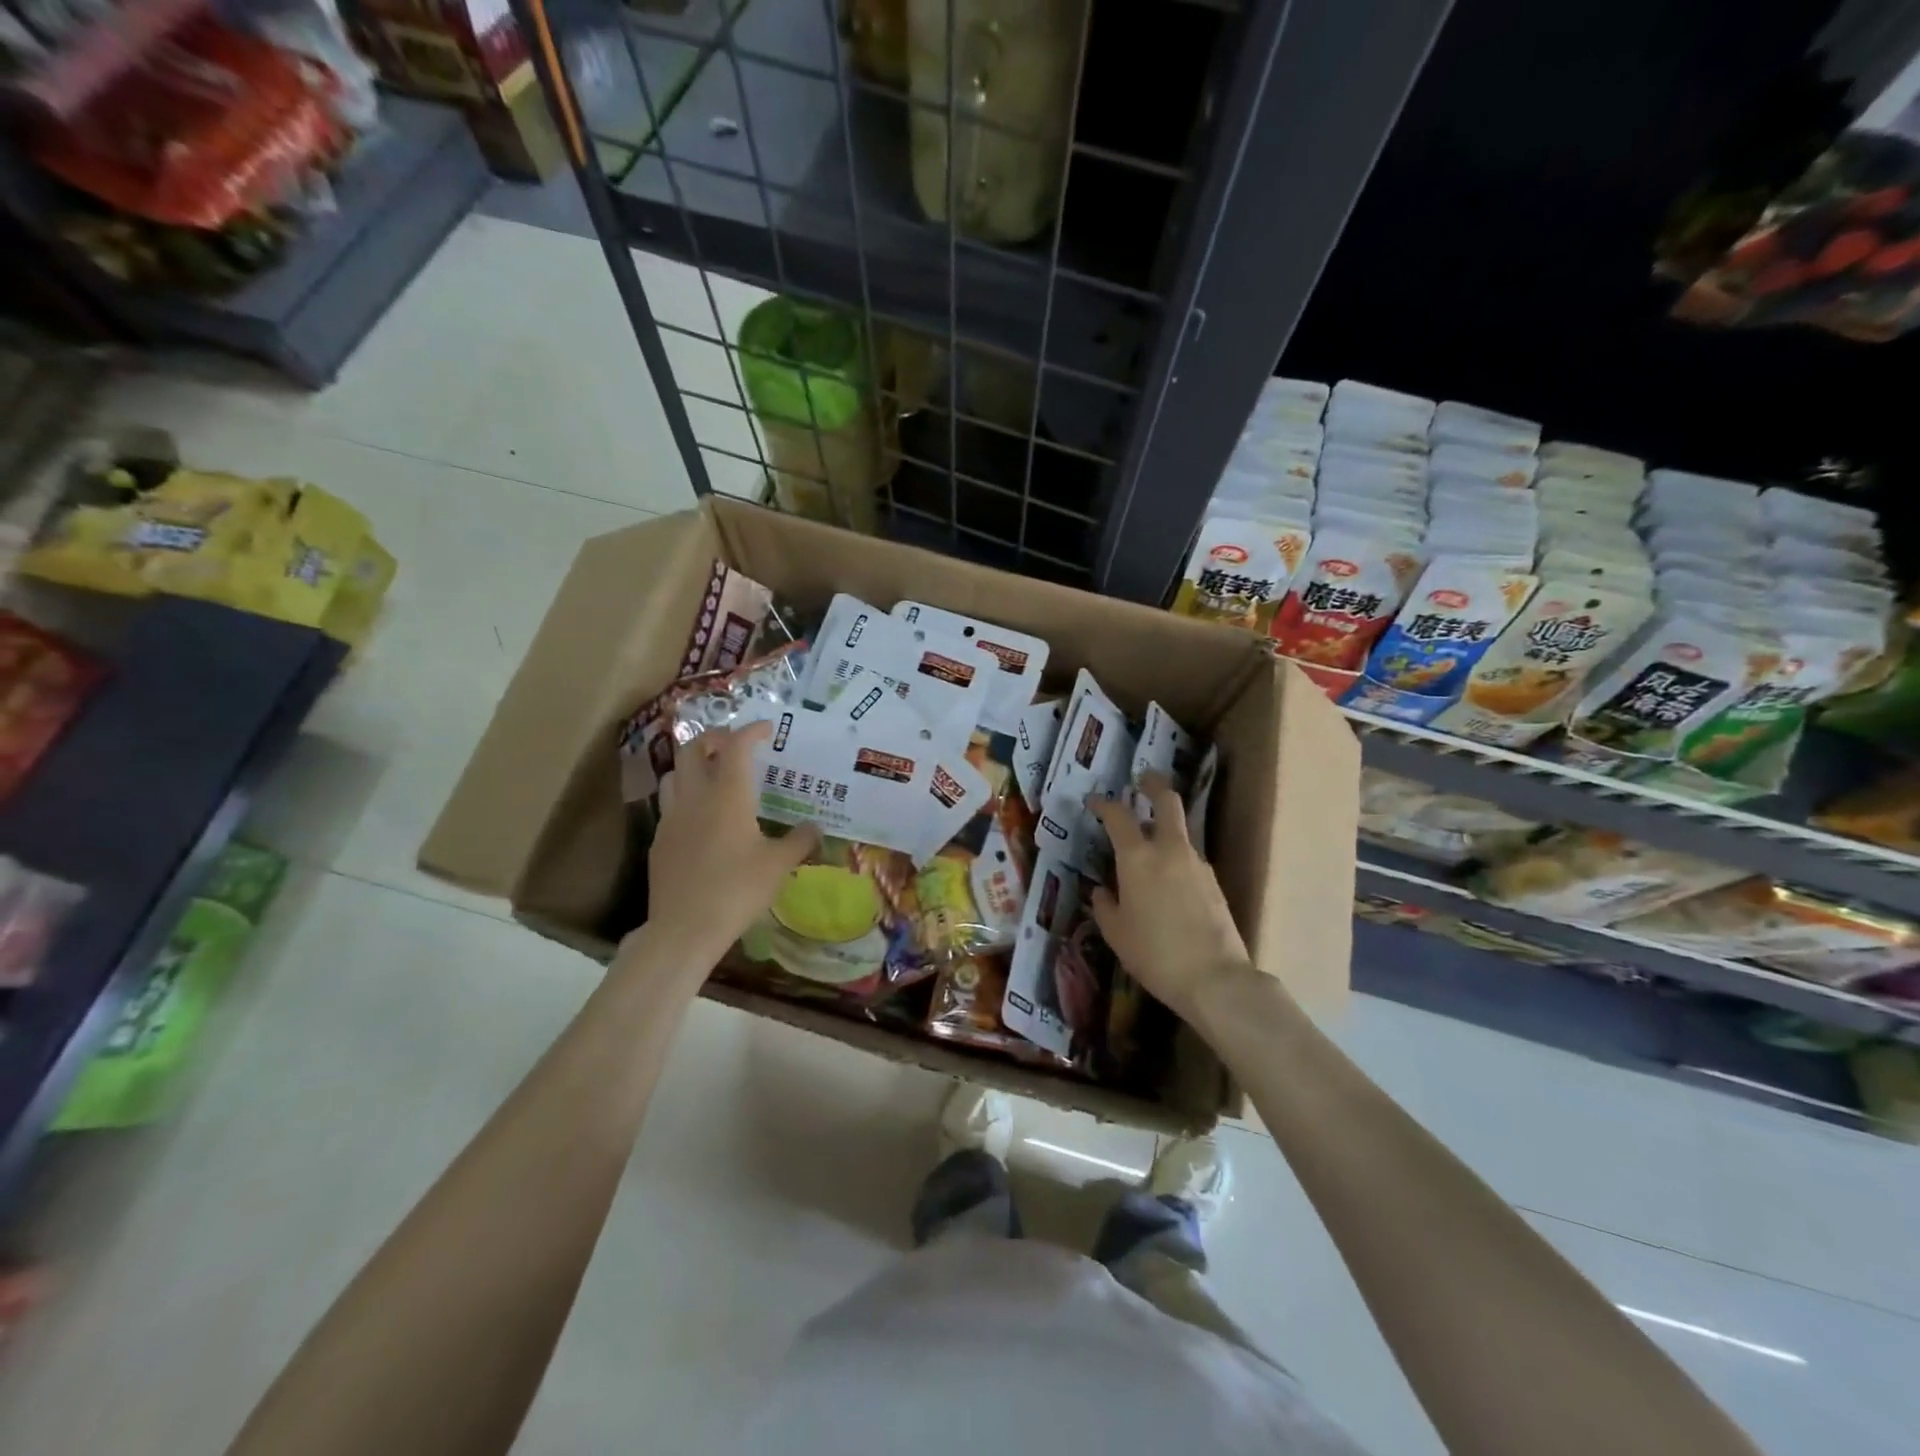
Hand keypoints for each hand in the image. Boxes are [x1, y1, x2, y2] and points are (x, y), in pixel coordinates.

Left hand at [639, 723, 820, 969]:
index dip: (751, 731)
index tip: (767, 730)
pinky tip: (700, 818)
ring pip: (674, 774)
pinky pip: (670, 805)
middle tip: (734, 745)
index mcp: (728, 796)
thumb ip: (799, 841)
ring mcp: (672, 818)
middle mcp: (696, 797)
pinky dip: (685, 797)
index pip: (736, 747)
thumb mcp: (779, 866)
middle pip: (694, 749)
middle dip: (714, 739)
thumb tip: (816, 827)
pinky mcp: (659, 841)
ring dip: (694, 765)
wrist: (684, 928)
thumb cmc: (737, 890)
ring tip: (713, 775)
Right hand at [1088, 774, 1251, 1020]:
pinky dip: (1176, 857)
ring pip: (1181, 831)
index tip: (1094, 802)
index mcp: (1137, 857)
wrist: (1214, 978)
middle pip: (1167, 801)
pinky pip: (1190, 858)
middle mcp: (1169, 850)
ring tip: (1149, 846)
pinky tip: (1168, 882)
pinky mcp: (1214, 882)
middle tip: (1142, 780)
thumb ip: (1105, 906)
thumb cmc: (1154, 954)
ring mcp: (1197, 864)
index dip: (1103, 804)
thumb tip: (1103, 892)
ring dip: (1165, 827)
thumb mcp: (1116, 933)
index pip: (1118, 816)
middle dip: (1153, 785)